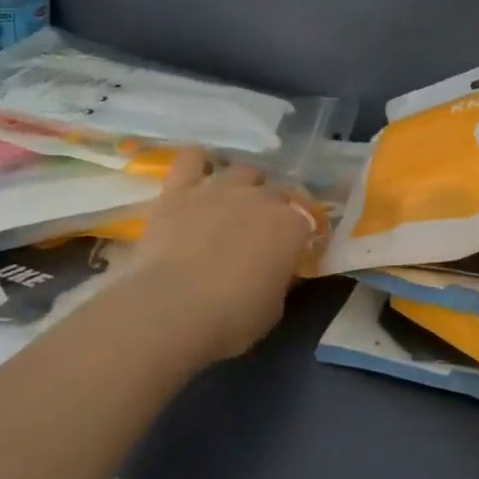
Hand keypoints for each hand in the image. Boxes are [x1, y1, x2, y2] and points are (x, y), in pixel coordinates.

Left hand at [128, 149, 315, 364]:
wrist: (172, 310)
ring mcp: (220, 189)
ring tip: (234, 202)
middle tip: (262, 230)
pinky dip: (197, 163)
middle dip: (275, 206)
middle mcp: (261, 197)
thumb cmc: (231, 318)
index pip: (306, 217)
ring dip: (244, 183)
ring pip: (243, 170)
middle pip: (277, 190)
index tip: (293, 246)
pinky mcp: (180, 190)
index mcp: (291, 226)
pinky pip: (191, 159)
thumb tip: (278, 269)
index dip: (300, 231)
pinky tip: (198, 173)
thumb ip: (280, 280)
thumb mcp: (272, 308)